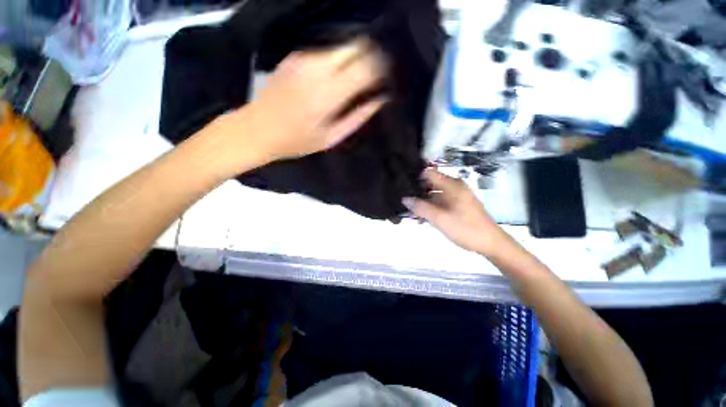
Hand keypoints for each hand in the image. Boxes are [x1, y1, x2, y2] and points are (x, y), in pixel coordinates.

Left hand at [239, 38, 386, 160]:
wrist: (257, 128)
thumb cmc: (297, 140)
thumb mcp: (331, 137)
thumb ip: (358, 117)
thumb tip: (380, 100)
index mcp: (329, 93)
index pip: (366, 65)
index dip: (382, 68)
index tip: (386, 79)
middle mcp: (318, 68)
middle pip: (356, 45)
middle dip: (371, 57)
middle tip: (374, 77)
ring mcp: (304, 57)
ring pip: (343, 44)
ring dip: (355, 57)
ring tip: (356, 78)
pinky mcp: (296, 55)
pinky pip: (327, 50)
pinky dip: (338, 59)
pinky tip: (336, 76)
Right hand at [403, 168, 506, 255]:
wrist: (490, 243)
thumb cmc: (466, 228)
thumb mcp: (440, 218)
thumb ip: (421, 208)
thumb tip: (405, 199)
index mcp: (452, 185)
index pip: (429, 172)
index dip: (415, 176)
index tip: (403, 185)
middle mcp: (454, 187)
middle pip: (430, 183)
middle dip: (417, 192)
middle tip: (404, 202)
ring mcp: (456, 196)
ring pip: (434, 194)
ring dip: (423, 202)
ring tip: (411, 213)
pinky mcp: (458, 205)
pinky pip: (440, 202)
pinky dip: (431, 207)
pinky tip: (423, 218)